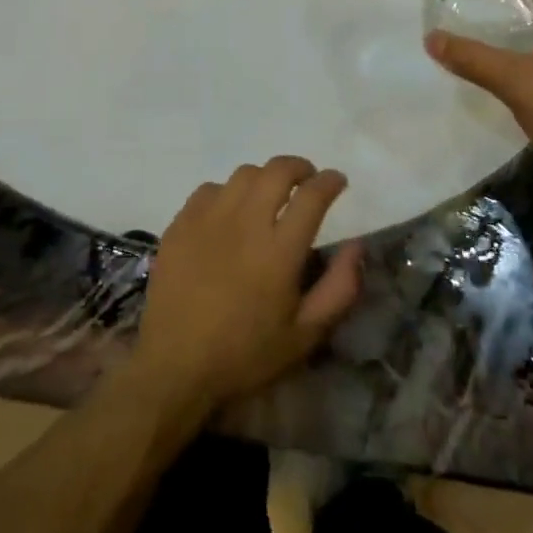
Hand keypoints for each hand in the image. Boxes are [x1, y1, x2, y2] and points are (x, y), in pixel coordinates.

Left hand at [133, 157, 365, 415]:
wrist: (175, 365)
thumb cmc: (245, 354)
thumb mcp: (305, 335)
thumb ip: (339, 288)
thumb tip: (357, 246)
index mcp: (279, 250)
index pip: (312, 195)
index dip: (329, 181)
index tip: (337, 181)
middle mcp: (246, 222)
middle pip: (277, 170)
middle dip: (299, 167)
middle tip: (306, 179)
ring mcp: (209, 218)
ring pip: (243, 174)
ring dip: (264, 177)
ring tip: (269, 194)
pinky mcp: (181, 223)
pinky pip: (209, 189)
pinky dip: (227, 192)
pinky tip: (229, 212)